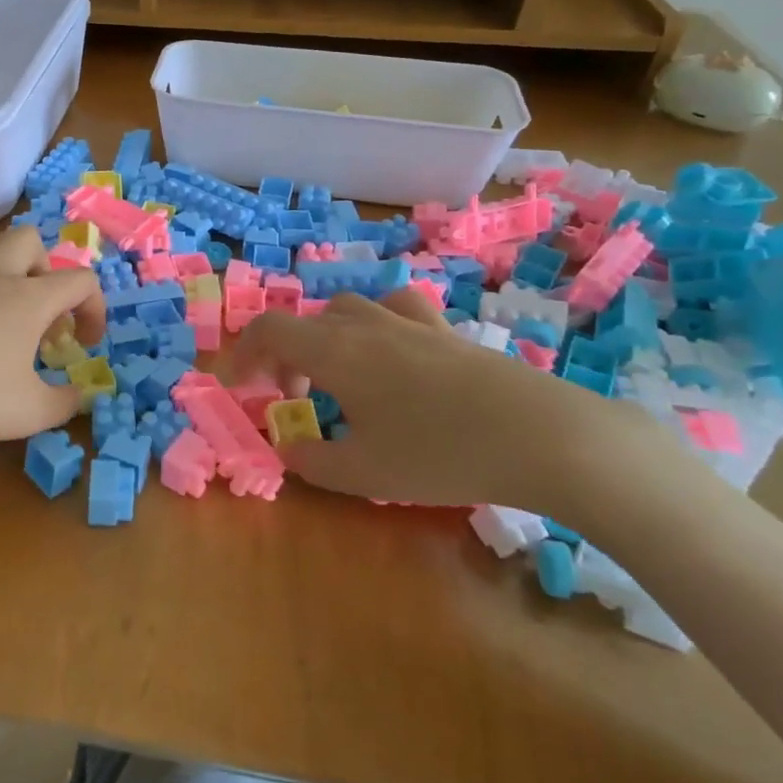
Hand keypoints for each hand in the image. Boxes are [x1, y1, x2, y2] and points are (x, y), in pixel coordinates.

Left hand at [0, 226, 104, 460]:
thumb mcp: (28, 413)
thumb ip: (65, 403)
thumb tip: (80, 395)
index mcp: (28, 297)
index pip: (80, 280)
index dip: (95, 309)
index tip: (85, 343)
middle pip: (32, 241)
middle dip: (47, 272)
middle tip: (39, 315)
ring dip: (9, 263)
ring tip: (3, 304)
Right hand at [233, 287, 685, 520]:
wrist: (542, 436)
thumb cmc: (440, 454)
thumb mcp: (365, 473)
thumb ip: (314, 462)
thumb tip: (287, 451)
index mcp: (335, 351)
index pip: (270, 330)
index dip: (244, 355)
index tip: (240, 389)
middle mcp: (366, 325)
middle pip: (307, 321)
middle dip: (285, 356)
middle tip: (292, 399)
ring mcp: (411, 323)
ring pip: (349, 309)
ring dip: (328, 337)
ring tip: (338, 375)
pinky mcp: (448, 332)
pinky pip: (398, 311)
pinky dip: (378, 326)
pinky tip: (394, 356)